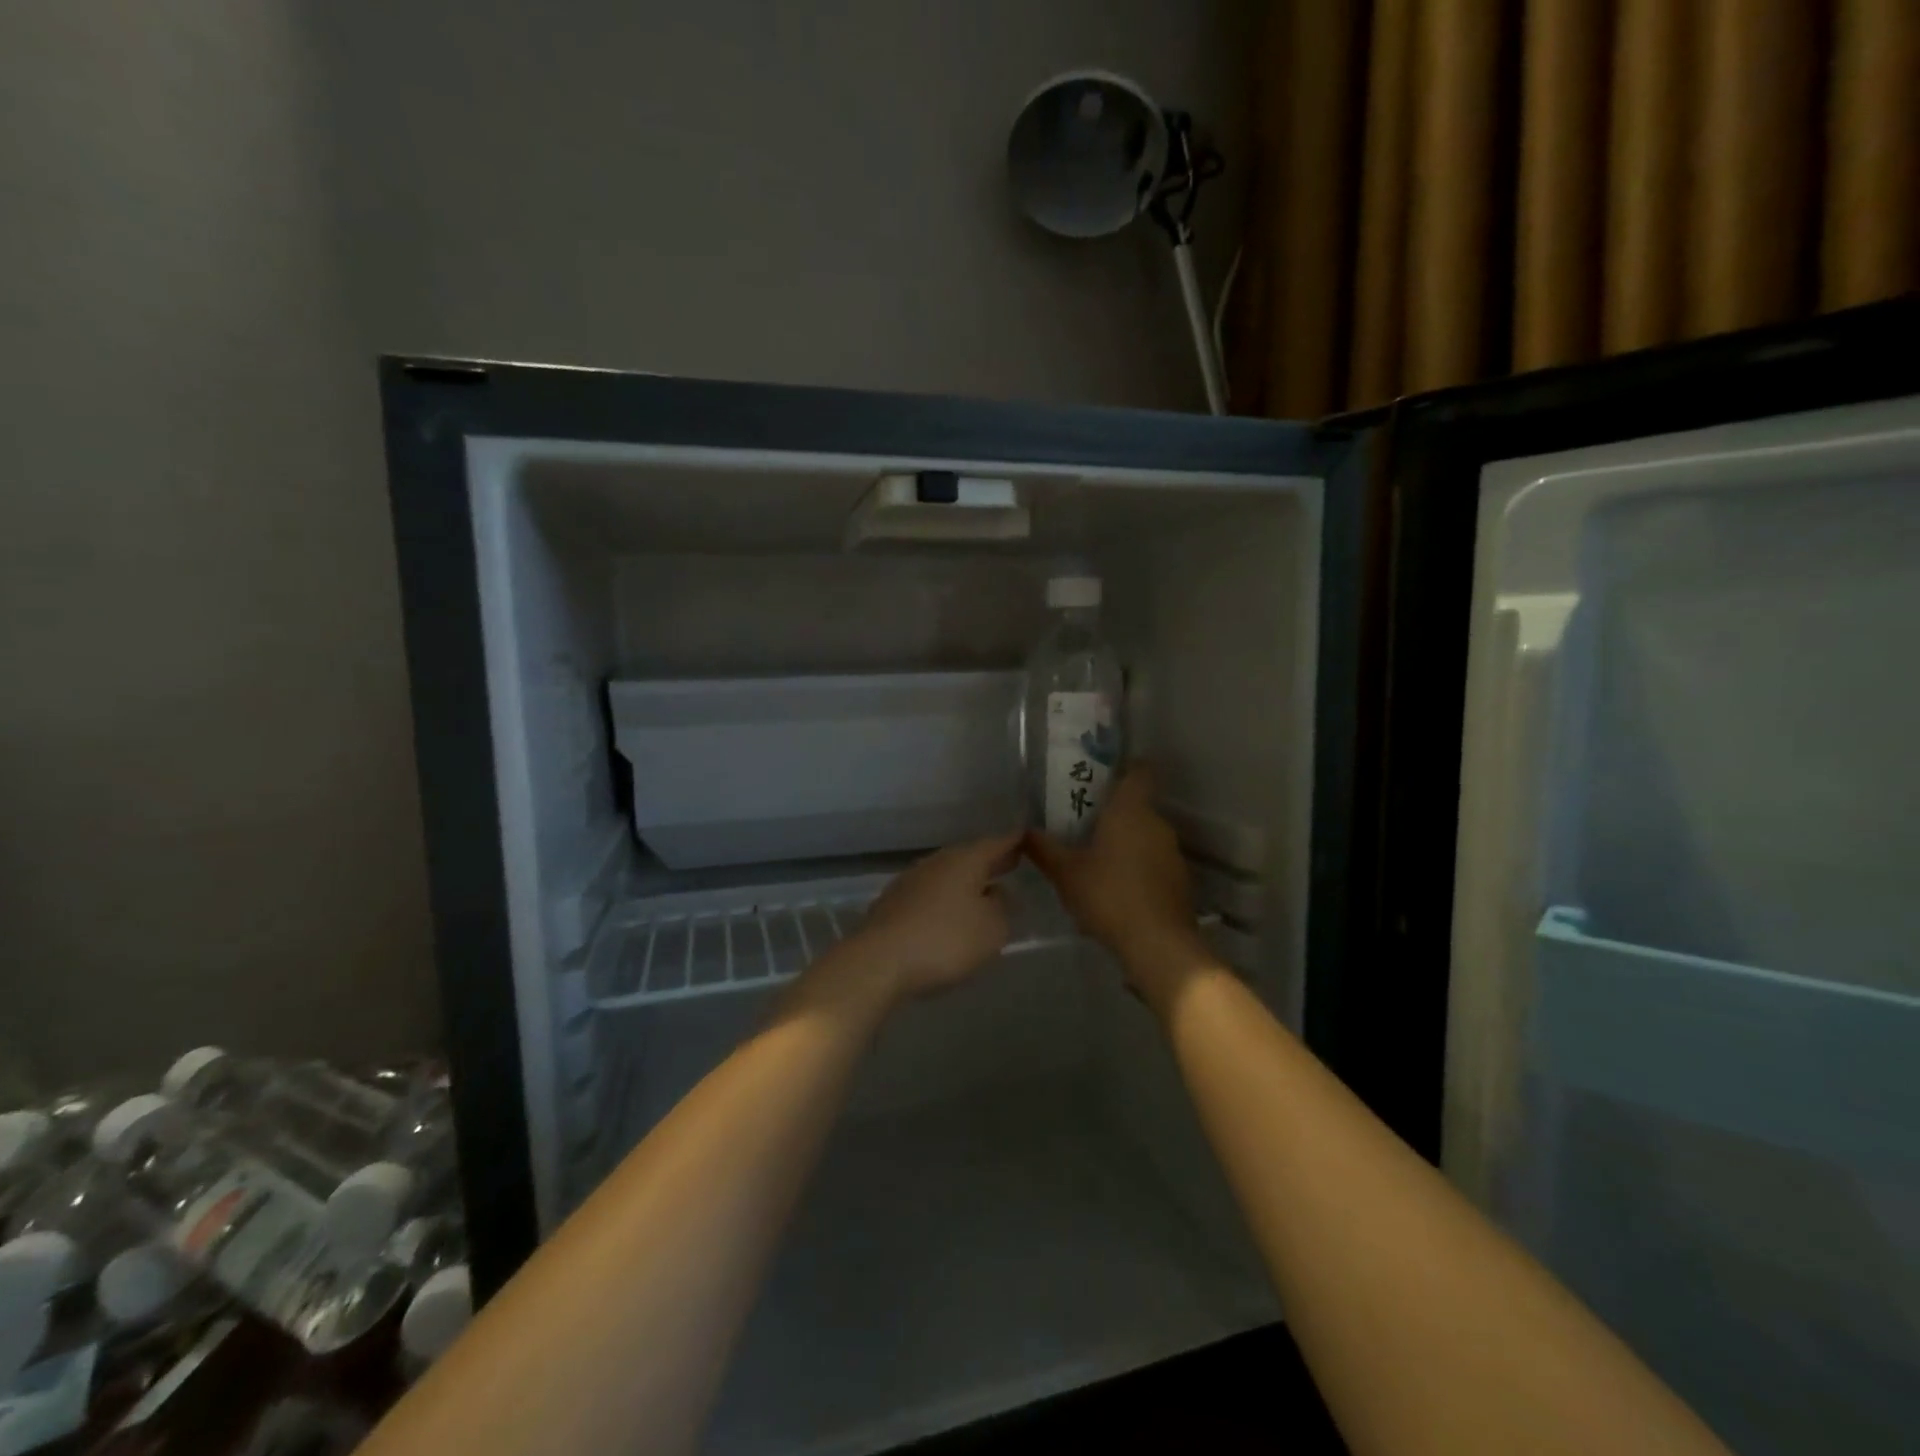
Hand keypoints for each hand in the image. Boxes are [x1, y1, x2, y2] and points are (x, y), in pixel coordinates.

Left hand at [838, 833, 1020, 1000]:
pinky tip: (950, 914)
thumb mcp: (992, 929)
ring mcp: (911, 880)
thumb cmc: (945, 940)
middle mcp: (937, 862)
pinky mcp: (894, 903)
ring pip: (947, 874)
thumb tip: (998, 892)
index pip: (996, 843)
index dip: (1014, 842)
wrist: (880, 960)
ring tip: (983, 892)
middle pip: (969, 857)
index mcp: (965, 860)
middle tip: (1011, 863)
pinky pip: (930, 893)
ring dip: (966, 881)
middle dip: (990, 862)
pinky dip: (945, 898)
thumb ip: (1002, 907)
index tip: (1027, 838)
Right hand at [1024, 768, 1211, 1005]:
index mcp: (1131, 810)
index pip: (1139, 771)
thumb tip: (1023, 831)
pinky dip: (1137, 866)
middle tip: (1082, 823)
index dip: (1123, 768)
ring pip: (1145, 834)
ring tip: (1095, 859)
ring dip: (1124, 841)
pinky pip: (1154, 861)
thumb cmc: (1109, 895)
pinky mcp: (1179, 880)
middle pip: (1137, 805)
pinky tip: (1115, 888)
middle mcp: (1157, 823)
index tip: (1101, 777)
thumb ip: (1043, 849)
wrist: (1158, 944)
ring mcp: (1172, 852)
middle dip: (1112, 812)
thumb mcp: (1065, 873)